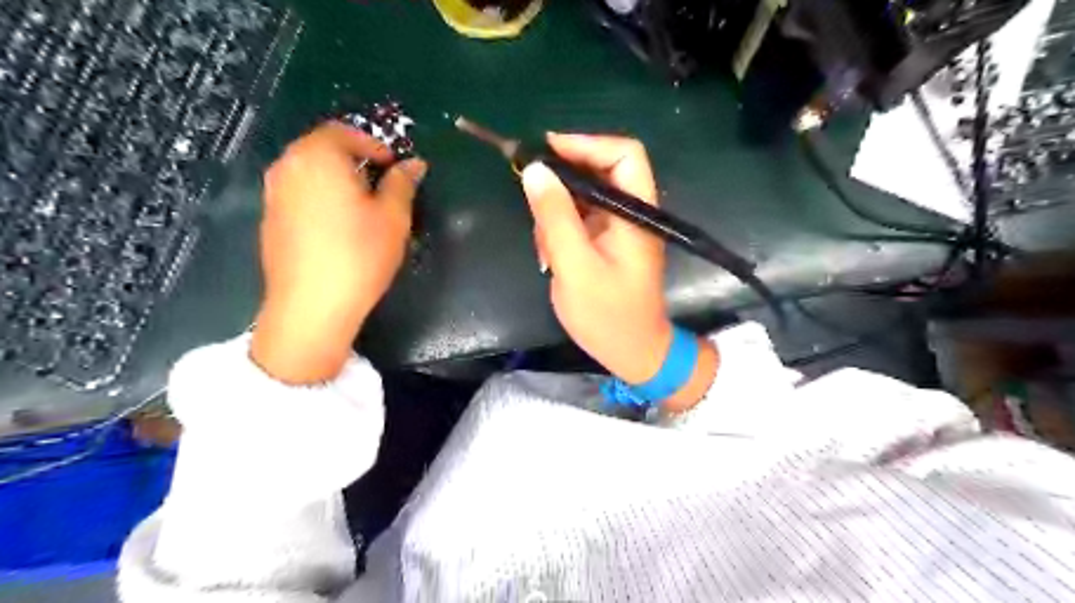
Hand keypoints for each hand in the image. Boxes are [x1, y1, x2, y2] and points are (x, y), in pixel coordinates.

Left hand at [253, 122, 429, 382]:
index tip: (395, 167)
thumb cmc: (359, 255)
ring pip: (309, 172)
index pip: (343, 132)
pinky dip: (321, 198)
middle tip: (383, 184)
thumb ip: (402, 183)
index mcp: (317, 157)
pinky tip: (339, 227)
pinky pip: (299, 194)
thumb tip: (413, 164)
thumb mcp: (393, 217)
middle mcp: (288, 167)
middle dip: (355, 159)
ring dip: (338, 179)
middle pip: (322, 148)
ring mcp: (273, 194)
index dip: (373, 145)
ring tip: (364, 206)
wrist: (311, 306)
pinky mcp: (270, 220)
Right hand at [524, 135, 715, 412]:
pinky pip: (579, 218)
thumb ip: (556, 217)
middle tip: (532, 197)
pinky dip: (559, 230)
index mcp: (636, 212)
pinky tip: (550, 255)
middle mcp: (631, 212)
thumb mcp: (576, 266)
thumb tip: (535, 169)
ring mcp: (619, 227)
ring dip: (557, 212)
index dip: (586, 144)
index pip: (623, 154)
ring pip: (583, 195)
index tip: (546, 152)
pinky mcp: (606, 241)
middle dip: (562, 182)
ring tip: (544, 246)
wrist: (632, 353)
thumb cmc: (608, 315)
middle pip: (600, 170)